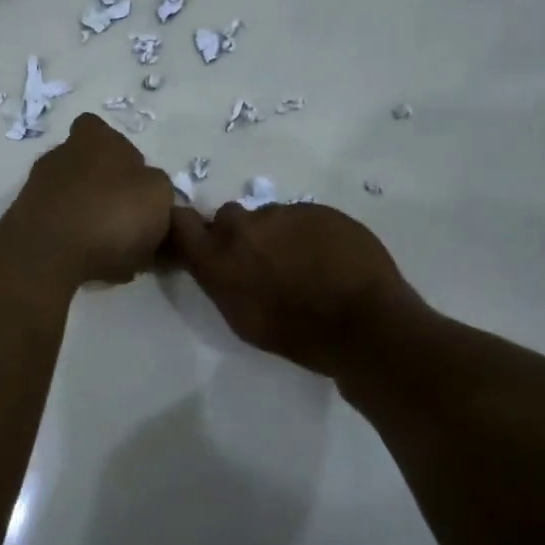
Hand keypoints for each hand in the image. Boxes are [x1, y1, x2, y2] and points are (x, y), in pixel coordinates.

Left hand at [4, 114, 176, 288]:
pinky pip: (62, 230)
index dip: (122, 156)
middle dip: (109, 193)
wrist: (46, 255)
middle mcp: (61, 155)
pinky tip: (95, 267)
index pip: (103, 132)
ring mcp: (38, 189)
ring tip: (118, 255)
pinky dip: (78, 244)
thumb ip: (158, 189)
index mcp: (94, 138)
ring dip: (94, 221)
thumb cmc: (111, 212)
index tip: (137, 184)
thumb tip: (150, 193)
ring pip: (76, 202)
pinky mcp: (26, 223)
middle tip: (132, 225)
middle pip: (91, 169)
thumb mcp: (159, 195)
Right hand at [170, 201, 422, 377]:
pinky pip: (302, 216)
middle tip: (261, 260)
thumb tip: (219, 264)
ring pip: (269, 217)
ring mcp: (283, 213)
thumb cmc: (298, 335)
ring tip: (303, 262)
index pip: (181, 223)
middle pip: (228, 216)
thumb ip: (222, 281)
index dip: (186, 227)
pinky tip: (328, 257)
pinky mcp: (318, 209)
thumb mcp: (243, 319)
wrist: (364, 324)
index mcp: (219, 258)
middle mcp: (244, 228)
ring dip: (277, 234)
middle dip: (239, 234)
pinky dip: (308, 233)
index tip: (197, 240)